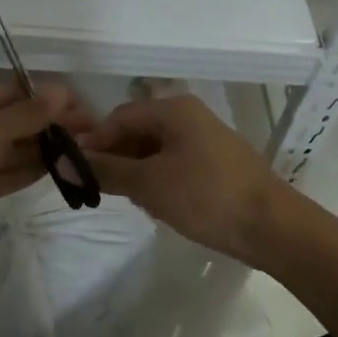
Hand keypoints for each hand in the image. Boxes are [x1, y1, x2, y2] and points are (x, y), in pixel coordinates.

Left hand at [0, 80, 95, 270]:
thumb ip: (27, 114)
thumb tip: (61, 90)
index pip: (16, 92)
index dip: (49, 97)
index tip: (84, 108)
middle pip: (20, 120)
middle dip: (53, 123)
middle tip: (94, 132)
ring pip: (18, 148)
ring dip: (49, 148)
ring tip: (87, 150)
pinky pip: (13, 174)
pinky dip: (36, 170)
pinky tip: (64, 168)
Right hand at [83, 94, 286, 263]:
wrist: (272, 227)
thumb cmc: (206, 196)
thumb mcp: (149, 184)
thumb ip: (106, 171)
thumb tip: (65, 163)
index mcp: (174, 110)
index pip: (119, 117)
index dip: (95, 142)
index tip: (78, 172)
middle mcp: (190, 116)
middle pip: (138, 131)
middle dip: (117, 159)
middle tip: (102, 190)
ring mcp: (206, 139)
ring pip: (155, 150)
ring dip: (137, 172)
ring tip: (132, 201)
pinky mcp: (216, 163)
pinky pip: (175, 163)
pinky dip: (159, 180)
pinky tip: (158, 205)